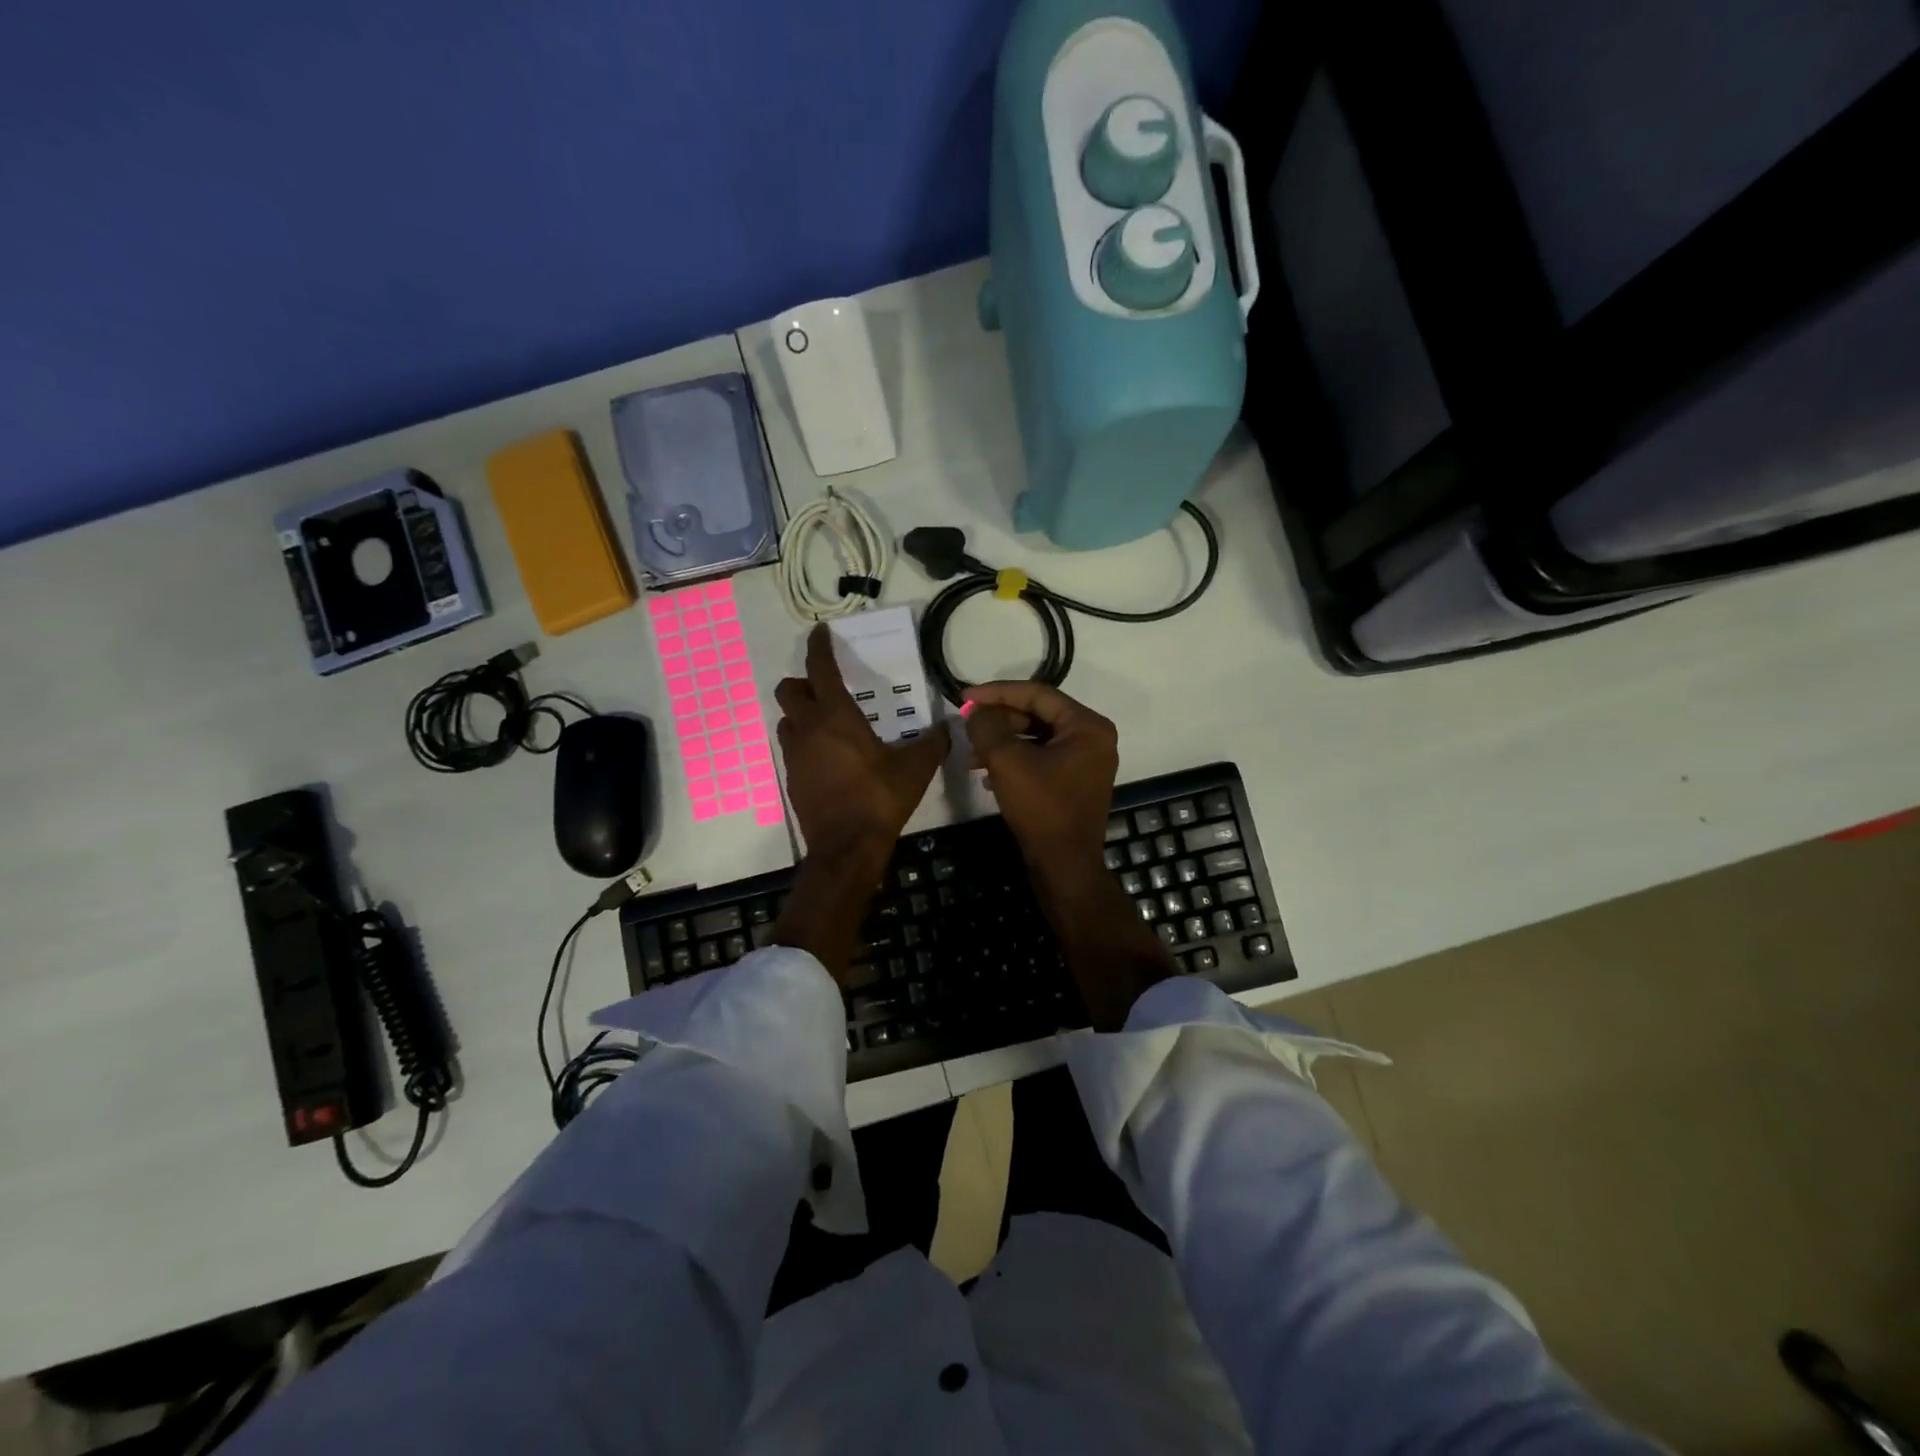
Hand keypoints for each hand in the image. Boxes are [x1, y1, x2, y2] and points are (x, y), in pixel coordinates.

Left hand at [775, 624, 950, 857]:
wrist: (847, 847)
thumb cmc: (880, 798)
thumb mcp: (916, 768)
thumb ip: (933, 743)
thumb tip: (948, 728)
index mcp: (836, 716)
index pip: (820, 669)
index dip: (819, 647)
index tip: (820, 633)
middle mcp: (808, 729)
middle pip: (789, 691)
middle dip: (803, 683)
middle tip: (826, 688)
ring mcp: (795, 755)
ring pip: (786, 720)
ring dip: (800, 714)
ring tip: (825, 722)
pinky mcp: (792, 779)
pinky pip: (792, 748)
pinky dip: (804, 742)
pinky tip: (827, 756)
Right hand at [962, 680, 1119, 874]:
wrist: (1064, 866)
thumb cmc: (1041, 808)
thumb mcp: (1007, 761)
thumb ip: (988, 727)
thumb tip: (976, 711)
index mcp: (1087, 726)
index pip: (1037, 694)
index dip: (997, 692)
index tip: (964, 697)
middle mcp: (1093, 738)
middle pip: (1038, 715)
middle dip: (999, 720)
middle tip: (968, 726)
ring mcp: (1087, 762)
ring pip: (1037, 738)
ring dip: (1003, 743)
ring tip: (971, 756)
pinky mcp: (1075, 782)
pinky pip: (1042, 759)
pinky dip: (1015, 761)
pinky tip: (988, 776)